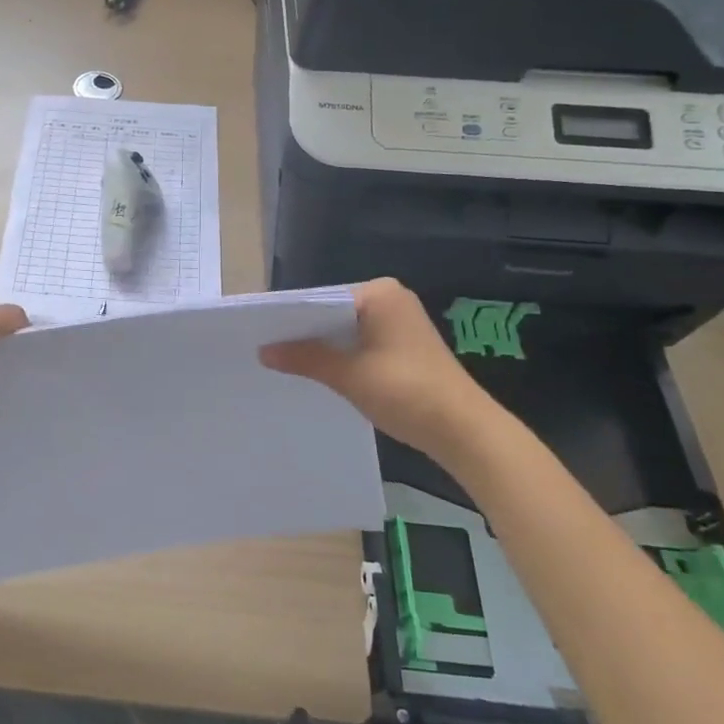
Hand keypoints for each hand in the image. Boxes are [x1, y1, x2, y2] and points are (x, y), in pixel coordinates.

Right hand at [260, 278, 499, 461]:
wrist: (464, 430)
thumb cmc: (406, 391)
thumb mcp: (348, 374)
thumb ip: (305, 358)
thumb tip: (263, 351)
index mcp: (379, 293)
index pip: (321, 299)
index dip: (290, 318)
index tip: (259, 333)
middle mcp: (391, 299)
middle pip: (333, 313)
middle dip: (305, 333)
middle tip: (264, 349)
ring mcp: (400, 322)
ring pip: (346, 330)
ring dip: (322, 347)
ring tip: (284, 362)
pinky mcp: (404, 346)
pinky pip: (361, 343)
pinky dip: (342, 356)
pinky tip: (319, 373)